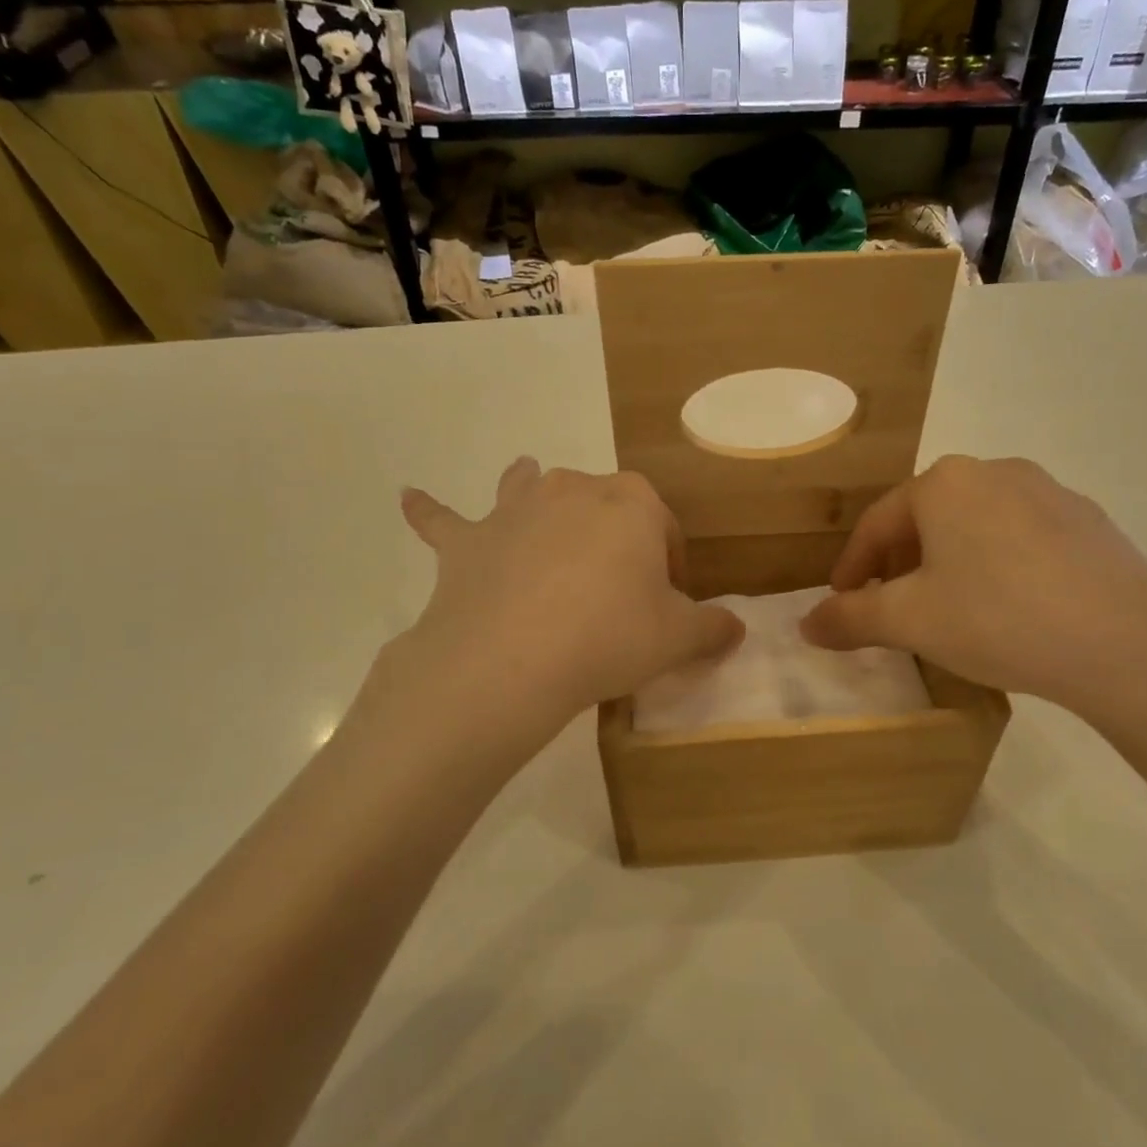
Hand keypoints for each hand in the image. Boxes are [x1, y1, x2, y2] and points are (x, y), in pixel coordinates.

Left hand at [397, 459, 742, 724]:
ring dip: (532, 489)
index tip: (670, 601)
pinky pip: (444, 520)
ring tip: (532, 488)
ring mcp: (514, 510)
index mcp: (631, 503)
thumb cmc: (609, 637)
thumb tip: (737, 629)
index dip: (672, 564)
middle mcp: (573, 489)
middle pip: (602, 503)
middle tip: (616, 589)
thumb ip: (714, 629)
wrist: (512, 659)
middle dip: (613, 535)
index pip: (664, 527)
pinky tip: (408, 497)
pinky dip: (429, 510)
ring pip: (528, 487)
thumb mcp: (678, 639)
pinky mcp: (467, 542)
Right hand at [800, 455, 1146, 727]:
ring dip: (948, 562)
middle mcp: (996, 472)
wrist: (1129, 645)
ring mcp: (1051, 493)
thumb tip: (806, 624)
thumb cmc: (998, 618)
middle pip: (927, 518)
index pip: (878, 523)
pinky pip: (1022, 539)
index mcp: (945, 483)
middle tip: (890, 605)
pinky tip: (1008, 607)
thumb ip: (850, 618)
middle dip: (900, 562)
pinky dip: (997, 565)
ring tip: (947, 607)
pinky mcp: (1090, 523)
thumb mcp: (910, 621)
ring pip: (976, 526)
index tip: (841, 601)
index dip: (852, 565)